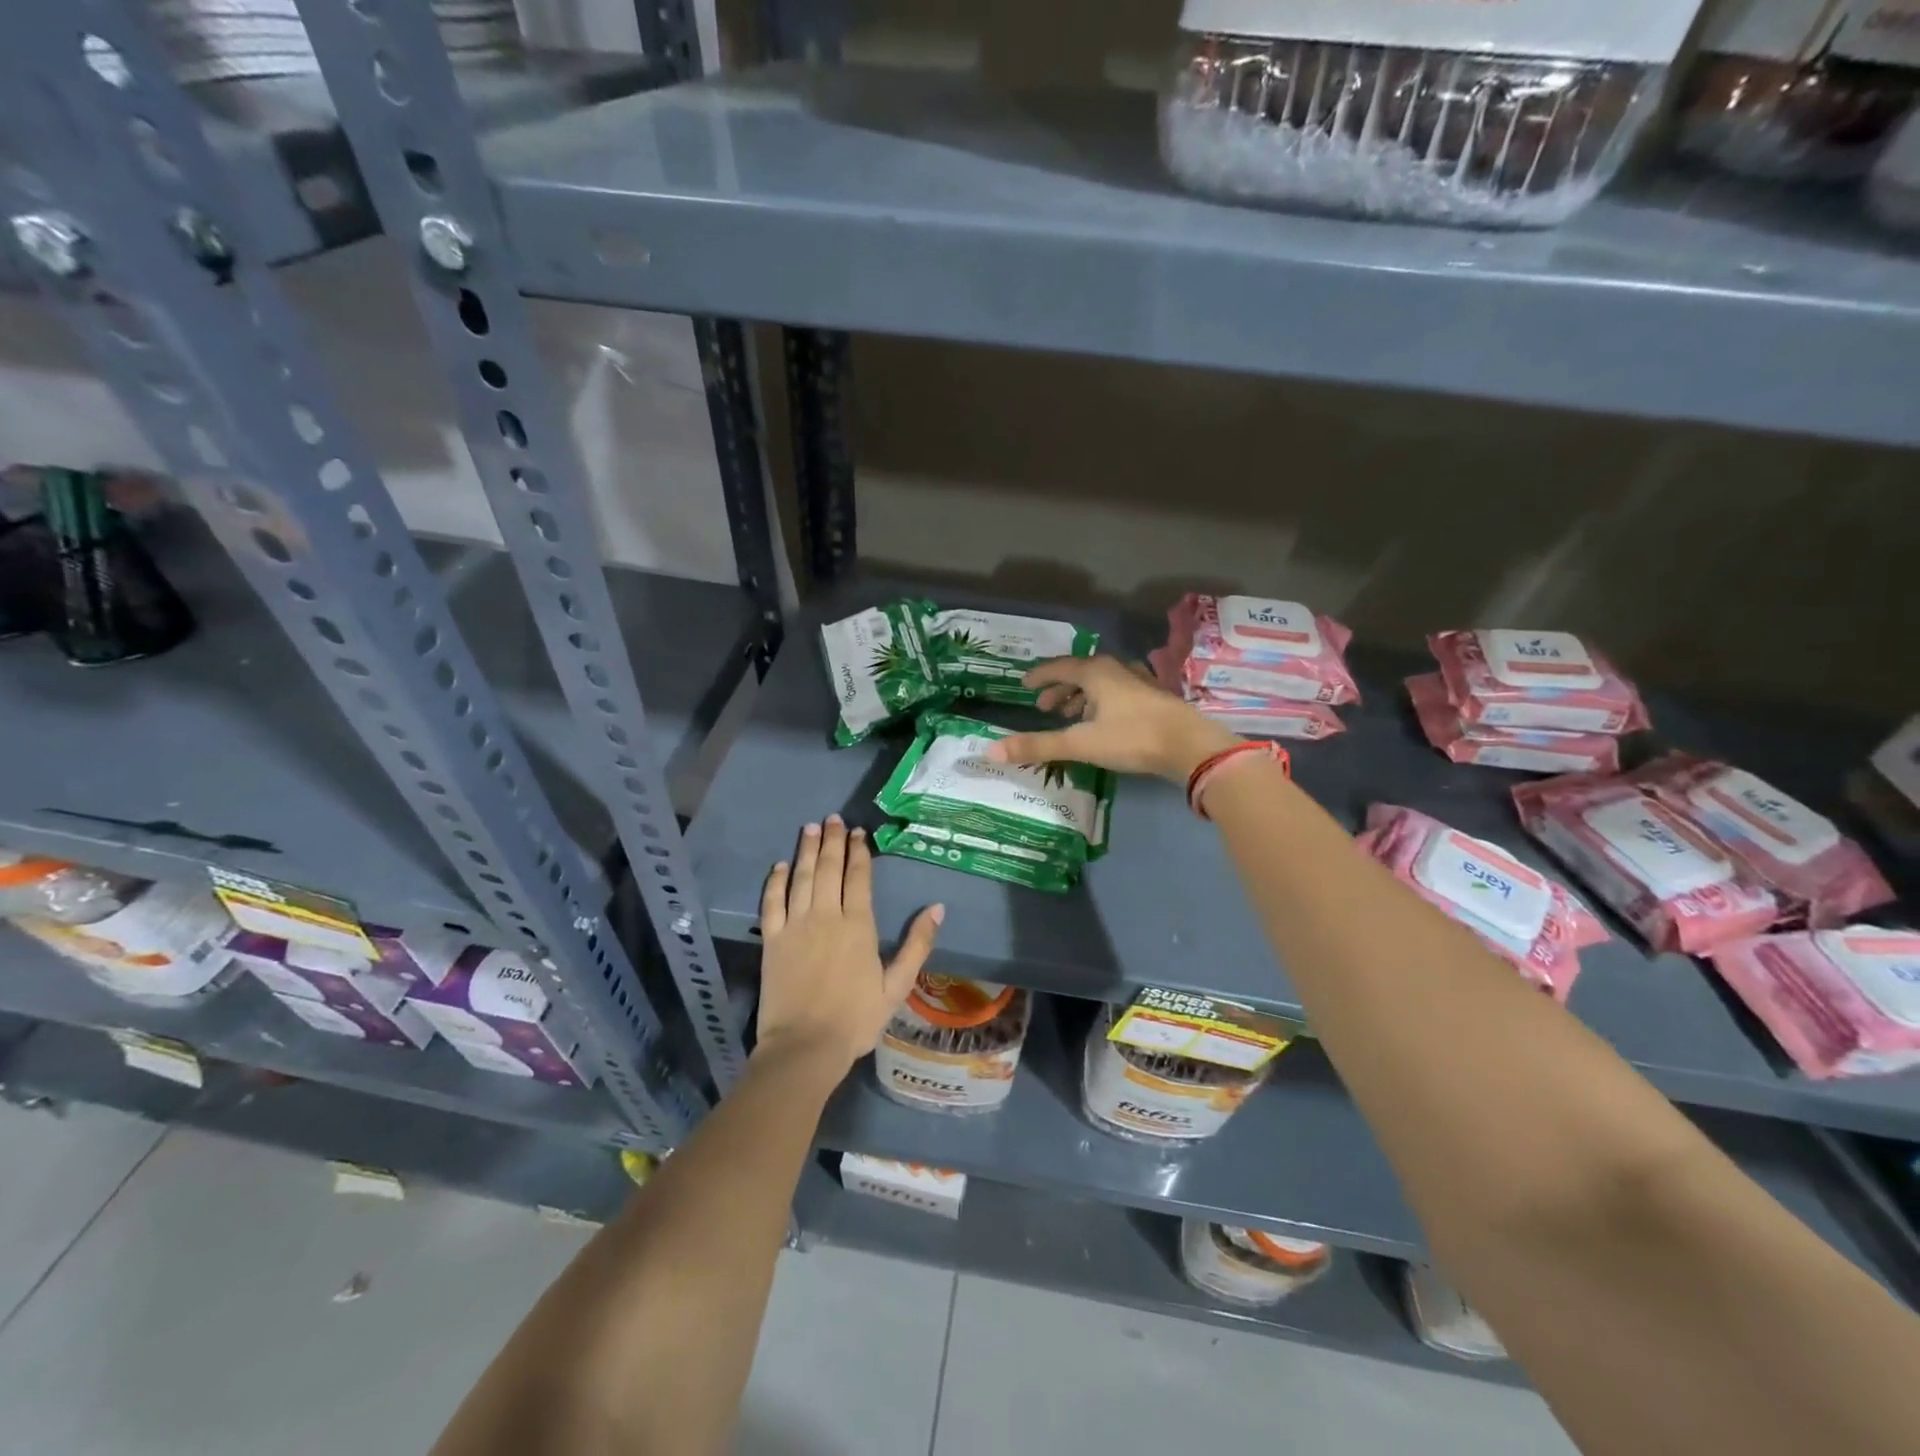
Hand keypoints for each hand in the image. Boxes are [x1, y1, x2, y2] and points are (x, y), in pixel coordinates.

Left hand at [756, 815, 943, 1076]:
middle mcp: (826, 915)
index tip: (859, 832)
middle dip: (831, 841)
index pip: (858, 877)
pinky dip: (775, 881)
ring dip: (805, 850)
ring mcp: (796, 925)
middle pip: (828, 868)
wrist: (805, 1047)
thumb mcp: (897, 986)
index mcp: (858, 925)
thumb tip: (937, 907)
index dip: (859, 851)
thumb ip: (917, 944)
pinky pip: (772, 902)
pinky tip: (779, 866)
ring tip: (810, 828)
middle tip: (833, 819)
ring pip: (801, 877)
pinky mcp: (772, 940)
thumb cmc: (856, 1019)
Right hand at [988, 656, 1240, 781]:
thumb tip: (991, 751)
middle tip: (1044, 707)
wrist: (1190, 746)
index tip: (1025, 684)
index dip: (1040, 676)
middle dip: (1060, 689)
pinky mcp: (1154, 699)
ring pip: (1102, 684)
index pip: (1059, 667)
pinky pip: (1119, 694)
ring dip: (1082, 697)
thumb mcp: (1080, 743)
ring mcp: (1139, 683)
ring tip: (1071, 717)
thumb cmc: (1132, 737)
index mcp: (1096, 672)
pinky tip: (1104, 723)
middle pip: (1081, 673)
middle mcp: (1117, 670)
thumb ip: (1038, 746)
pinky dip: (1102, 704)